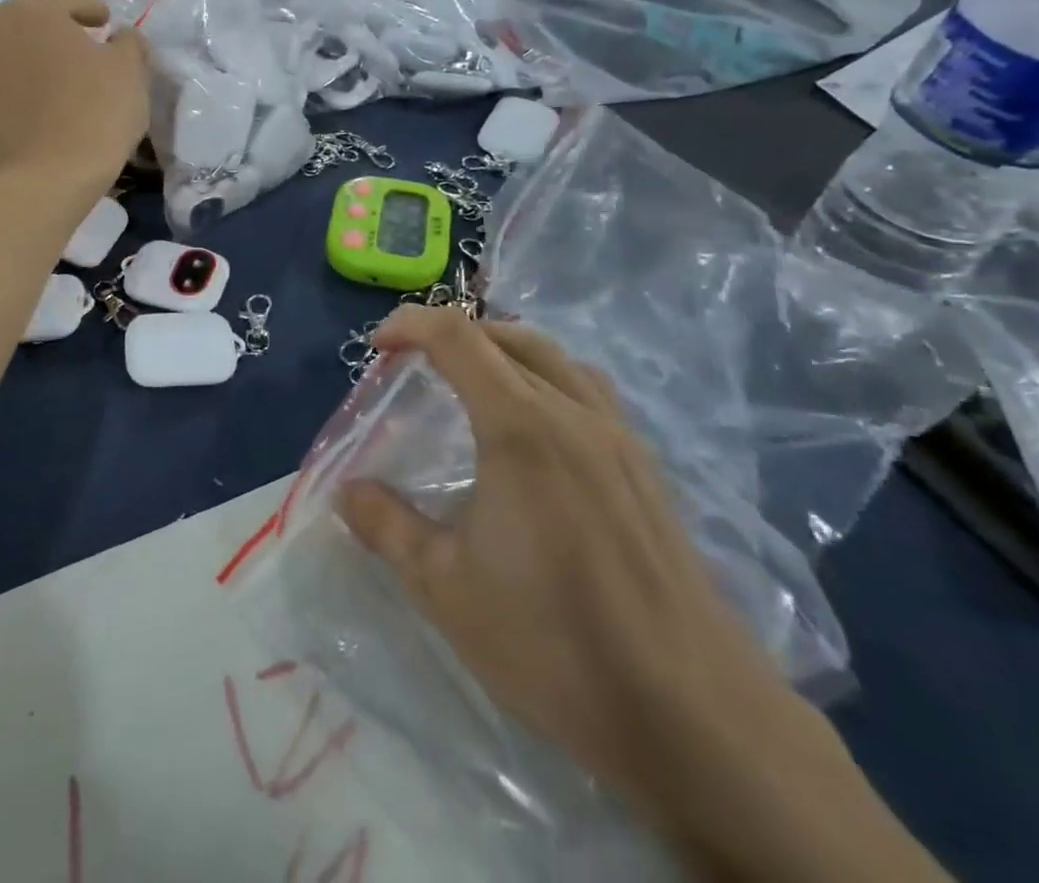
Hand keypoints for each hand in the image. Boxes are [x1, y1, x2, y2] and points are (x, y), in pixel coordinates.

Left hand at [0, 0, 148, 186]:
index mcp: (33, 11)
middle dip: (57, 36)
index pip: (68, 1)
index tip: (107, 24)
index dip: (92, 11)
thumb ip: (129, 43)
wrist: (51, 175)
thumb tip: (122, 37)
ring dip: (32, 63)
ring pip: (10, 57)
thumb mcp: (130, 70)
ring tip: (57, 87)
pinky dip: (14, 94)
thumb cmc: (97, 110)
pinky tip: (35, 113)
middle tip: (83, 54)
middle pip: (33, 26)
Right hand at [340, 309, 788, 811]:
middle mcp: (574, 412)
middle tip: (416, 365)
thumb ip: (387, 525)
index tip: (377, 347)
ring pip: (556, 357)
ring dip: (504, 350)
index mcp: (521, 426)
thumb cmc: (554, 642)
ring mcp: (619, 437)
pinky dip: (547, 379)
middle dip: (454, 333)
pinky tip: (537, 432)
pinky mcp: (646, 469)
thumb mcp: (445, 586)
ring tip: (473, 383)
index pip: (457, 336)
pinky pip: (589, 390)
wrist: (692, 714)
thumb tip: (347, 491)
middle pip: (508, 335)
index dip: (410, 325)